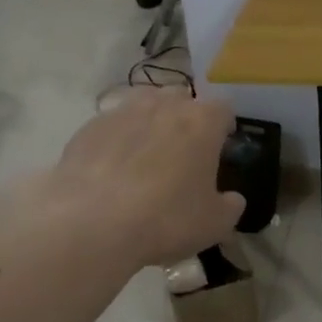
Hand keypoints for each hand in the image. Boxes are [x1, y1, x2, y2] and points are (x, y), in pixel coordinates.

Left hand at [38, 93, 244, 268]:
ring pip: (144, 104)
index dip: (225, 125)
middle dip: (186, 117)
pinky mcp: (89, 127)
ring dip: (150, 121)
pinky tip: (112, 168)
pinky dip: (117, 139)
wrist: (92, 223)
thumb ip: (231, 205)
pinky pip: (111, 125)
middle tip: (184, 150)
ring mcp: (122, 112)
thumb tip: (232, 198)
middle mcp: (163, 106)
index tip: (223, 145)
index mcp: (202, 122)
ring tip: (147, 153)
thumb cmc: (166, 219)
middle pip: (182, 98)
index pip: (223, 108)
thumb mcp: (215, 224)